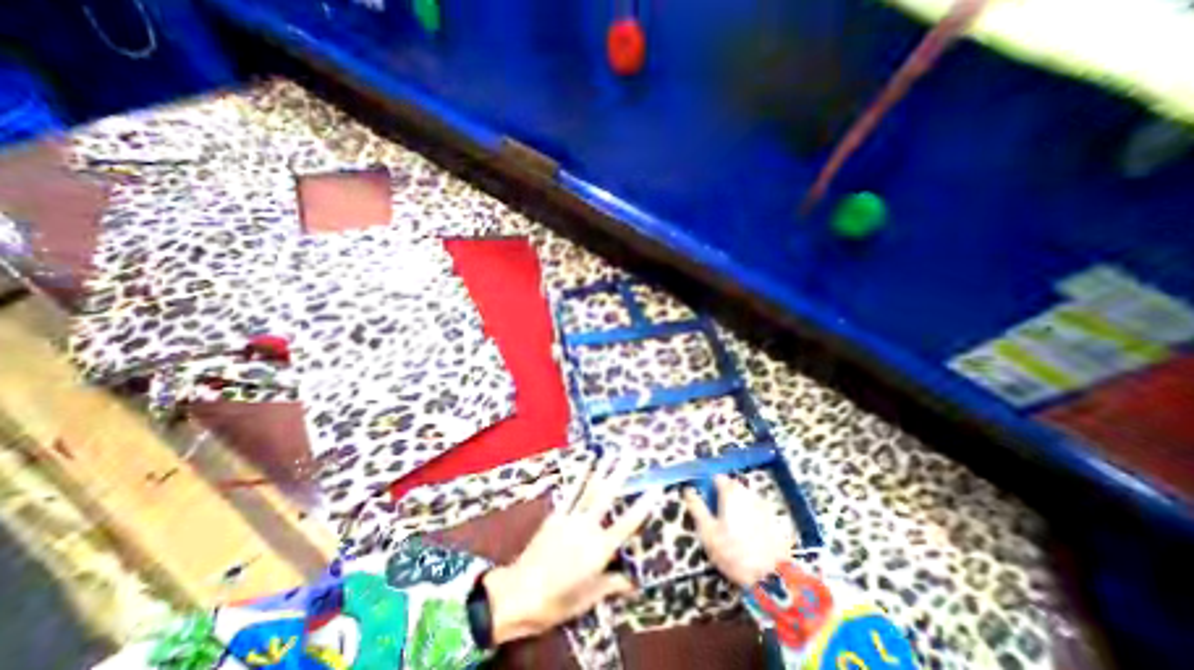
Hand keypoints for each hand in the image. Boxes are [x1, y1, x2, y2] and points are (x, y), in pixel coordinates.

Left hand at [478, 456, 662, 644]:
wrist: (519, 593)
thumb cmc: (557, 602)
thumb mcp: (588, 598)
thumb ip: (611, 584)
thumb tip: (632, 582)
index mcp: (599, 550)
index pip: (627, 524)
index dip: (642, 506)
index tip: (654, 487)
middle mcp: (587, 528)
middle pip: (607, 496)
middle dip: (620, 473)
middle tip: (631, 454)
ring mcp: (570, 518)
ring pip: (590, 489)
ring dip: (602, 469)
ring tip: (612, 452)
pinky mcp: (556, 515)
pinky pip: (572, 493)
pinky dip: (580, 477)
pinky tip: (587, 465)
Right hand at [681, 477, 791, 586]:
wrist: (772, 578)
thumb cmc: (734, 553)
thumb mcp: (708, 532)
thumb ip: (697, 507)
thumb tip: (688, 490)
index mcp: (730, 493)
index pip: (717, 477)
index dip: (709, 485)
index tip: (705, 500)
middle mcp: (748, 493)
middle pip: (732, 486)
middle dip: (723, 494)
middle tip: (716, 514)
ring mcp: (763, 506)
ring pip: (745, 497)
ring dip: (737, 503)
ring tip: (731, 524)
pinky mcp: (774, 520)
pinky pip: (756, 509)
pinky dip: (749, 514)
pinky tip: (747, 532)